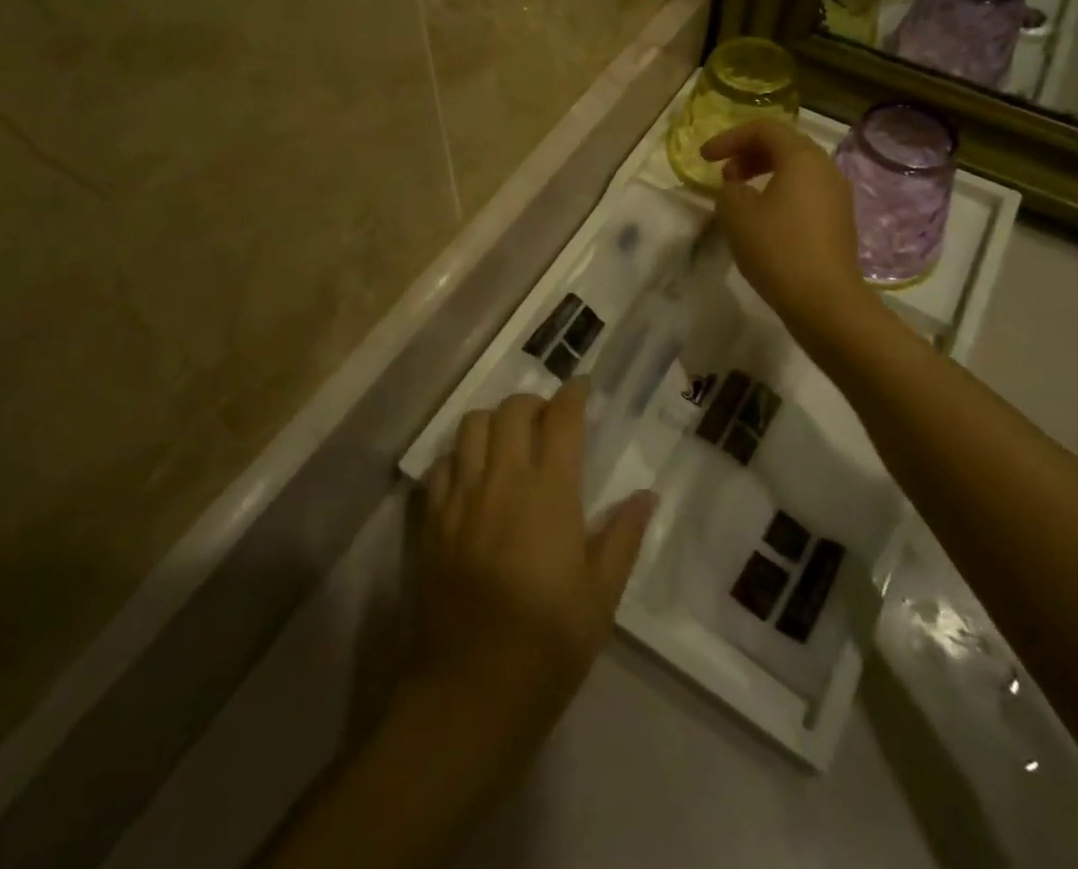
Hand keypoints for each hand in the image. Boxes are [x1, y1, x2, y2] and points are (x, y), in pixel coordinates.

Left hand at [417, 382, 653, 739]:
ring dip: (493, 421)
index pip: (561, 419)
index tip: (582, 385)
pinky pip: (441, 465)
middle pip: (511, 410)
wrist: (469, 692)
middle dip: (533, 403)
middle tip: (548, 421)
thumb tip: (645, 495)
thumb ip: (623, 537)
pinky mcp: (432, 521)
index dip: (573, 393)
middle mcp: (502, 480)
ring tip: (508, 442)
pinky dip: (459, 456)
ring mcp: (461, 497)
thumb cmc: (548, 645)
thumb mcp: (601, 597)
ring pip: (470, 426)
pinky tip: (472, 476)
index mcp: (549, 492)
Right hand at [700, 120, 867, 334]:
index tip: (704, 158)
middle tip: (723, 174)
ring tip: (739, 196)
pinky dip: (780, 192)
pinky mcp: (839, 221)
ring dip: (763, 174)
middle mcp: (826, 168)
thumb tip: (738, 188)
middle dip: (748, 154)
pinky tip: (763, 219)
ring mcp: (837, 196)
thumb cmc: (777, 248)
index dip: (729, 138)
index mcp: (802, 157)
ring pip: (796, 170)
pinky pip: (805, 192)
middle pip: (784, 145)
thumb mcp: (736, 213)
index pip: (764, 129)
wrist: (825, 300)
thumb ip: (729, 189)